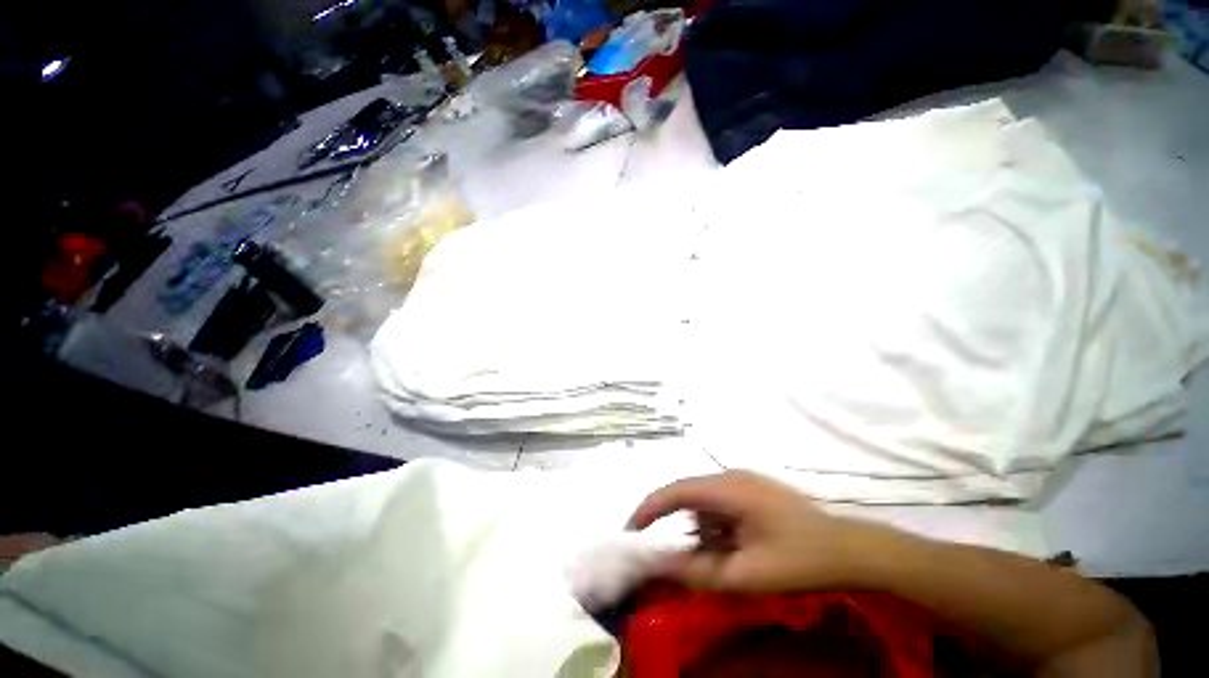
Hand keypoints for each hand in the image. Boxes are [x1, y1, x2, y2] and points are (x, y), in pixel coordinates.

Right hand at [627, 470, 886, 591]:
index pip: (675, 491)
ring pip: (705, 499)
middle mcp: (731, 476)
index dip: (649, 508)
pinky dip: (716, 524)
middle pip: (688, 494)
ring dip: (700, 526)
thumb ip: (699, 571)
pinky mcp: (754, 488)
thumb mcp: (747, 575)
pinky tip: (732, 546)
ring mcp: (744, 480)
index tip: (632, 531)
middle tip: (669, 553)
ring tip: (714, 557)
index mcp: (726, 489)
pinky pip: (721, 501)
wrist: (851, 550)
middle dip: (674, 522)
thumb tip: (662, 565)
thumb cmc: (799, 561)